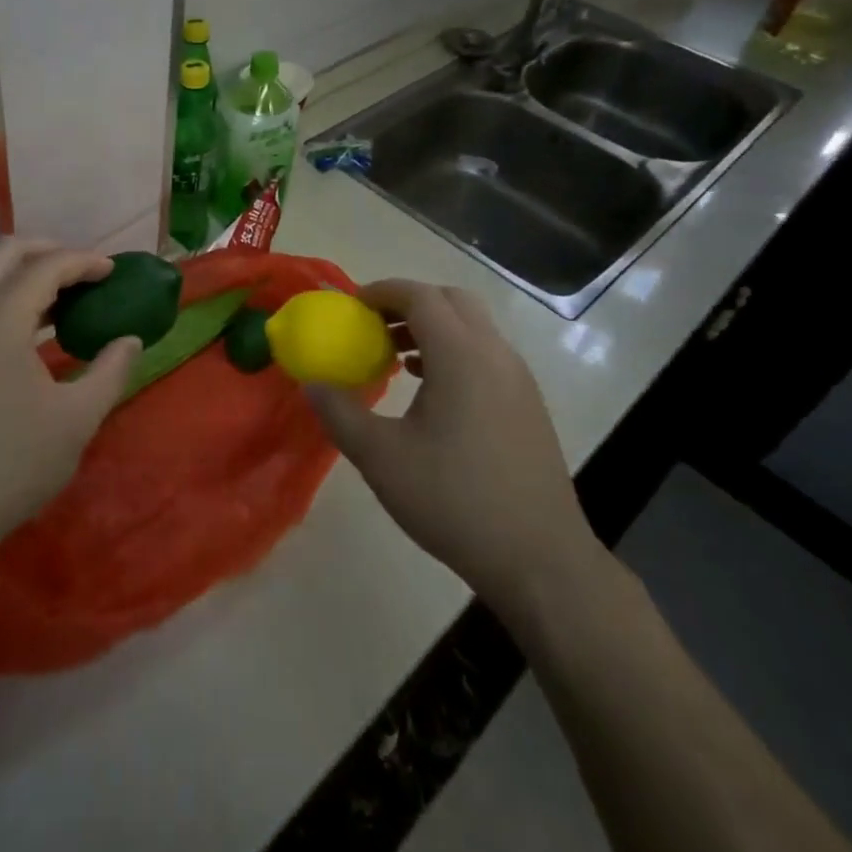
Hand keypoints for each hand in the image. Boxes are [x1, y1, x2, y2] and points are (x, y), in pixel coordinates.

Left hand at [0, 239, 139, 571]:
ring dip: (21, 273)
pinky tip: (24, 333)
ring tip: (60, 300)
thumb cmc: (10, 466)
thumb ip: (110, 371)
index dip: (84, 261)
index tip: (113, 271)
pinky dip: (0, 296)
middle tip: (82, 272)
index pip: (46, 265)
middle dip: (48, 249)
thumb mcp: (76, 421)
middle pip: (4, 251)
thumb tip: (130, 340)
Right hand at [306, 280, 605, 619]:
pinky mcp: (527, 404)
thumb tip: (312, 383)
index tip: (351, 305)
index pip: (420, 296)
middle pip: (451, 300)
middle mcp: (495, 354)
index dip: (382, 292)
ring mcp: (518, 379)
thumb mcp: (381, 459)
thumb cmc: (454, 501)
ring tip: (395, 358)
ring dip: (433, 327)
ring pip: (472, 327)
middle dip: (409, 302)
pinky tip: (430, 391)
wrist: (539, 560)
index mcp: (462, 356)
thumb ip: (339, 413)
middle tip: (373, 326)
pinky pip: (486, 354)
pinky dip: (454, 351)